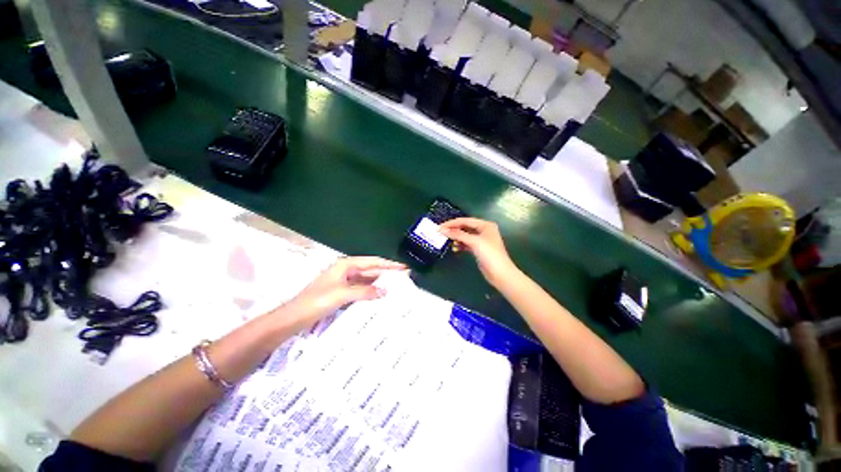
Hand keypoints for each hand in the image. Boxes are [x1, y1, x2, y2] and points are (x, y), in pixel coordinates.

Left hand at [280, 256, 405, 330]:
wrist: (293, 317)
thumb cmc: (316, 301)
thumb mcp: (342, 294)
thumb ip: (365, 291)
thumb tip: (385, 291)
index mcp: (346, 265)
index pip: (373, 262)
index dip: (389, 265)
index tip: (403, 268)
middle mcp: (346, 270)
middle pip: (371, 270)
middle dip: (387, 273)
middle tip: (404, 279)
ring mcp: (344, 281)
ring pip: (367, 280)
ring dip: (380, 283)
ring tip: (396, 287)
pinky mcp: (342, 292)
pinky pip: (362, 289)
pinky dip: (371, 291)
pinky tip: (380, 296)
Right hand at [439, 217, 517, 286]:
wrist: (500, 274)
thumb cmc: (489, 254)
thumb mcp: (474, 242)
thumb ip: (458, 235)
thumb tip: (442, 230)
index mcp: (485, 225)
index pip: (465, 220)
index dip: (452, 223)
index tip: (440, 227)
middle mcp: (484, 231)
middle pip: (465, 227)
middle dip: (453, 230)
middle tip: (441, 233)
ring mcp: (481, 240)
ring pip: (465, 236)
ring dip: (456, 238)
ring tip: (446, 240)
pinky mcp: (479, 249)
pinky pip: (467, 244)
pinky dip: (460, 245)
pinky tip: (454, 248)